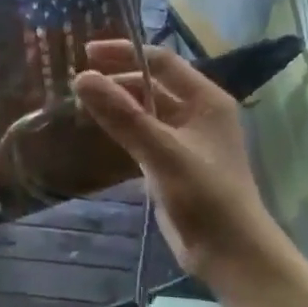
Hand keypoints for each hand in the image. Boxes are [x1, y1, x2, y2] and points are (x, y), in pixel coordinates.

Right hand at [72, 41, 288, 280]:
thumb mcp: (162, 152)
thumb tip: (82, 78)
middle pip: (152, 85)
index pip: (161, 62)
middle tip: (78, 83)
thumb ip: (122, 115)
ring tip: (79, 104)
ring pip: (145, 111)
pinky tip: (96, 133)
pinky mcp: (172, 164)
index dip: (124, 53)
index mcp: (205, 100)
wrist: (230, 253)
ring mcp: (185, 140)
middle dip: (117, 80)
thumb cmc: (205, 196)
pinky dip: (121, 130)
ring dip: (117, 105)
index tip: (86, 54)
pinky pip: (142, 136)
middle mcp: (197, 113)